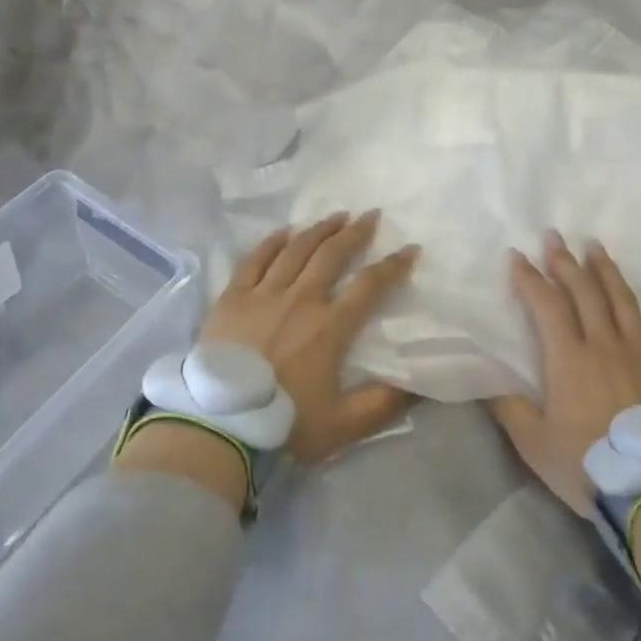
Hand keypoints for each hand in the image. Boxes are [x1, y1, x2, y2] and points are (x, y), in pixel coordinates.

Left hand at [201, 210, 419, 462]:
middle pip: (332, 254)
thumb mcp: (344, 424)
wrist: (219, 425)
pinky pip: (255, 259)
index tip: (409, 249)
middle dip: (356, 232)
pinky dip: (271, 242)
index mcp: (330, 327)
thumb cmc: (283, 424)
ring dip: (319, 229)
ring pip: (295, 250)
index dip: (393, 265)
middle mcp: (300, 300)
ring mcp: (263, 295)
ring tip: (335, 216)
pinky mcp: (233, 298)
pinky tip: (284, 232)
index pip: (370, 285)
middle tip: (370, 215)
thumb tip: (420, 383)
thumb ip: (384, 403)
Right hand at [493, 231, 640, 515]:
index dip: (529, 278)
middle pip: (583, 291)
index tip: (517, 255)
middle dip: (565, 261)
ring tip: (595, 246)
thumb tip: (487, 381)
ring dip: (606, 270)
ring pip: (621, 300)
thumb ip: (510, 408)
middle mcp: (604, 343)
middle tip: (554, 235)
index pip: (546, 304)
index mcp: (568, 358)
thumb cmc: (588, 464)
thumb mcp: (534, 443)